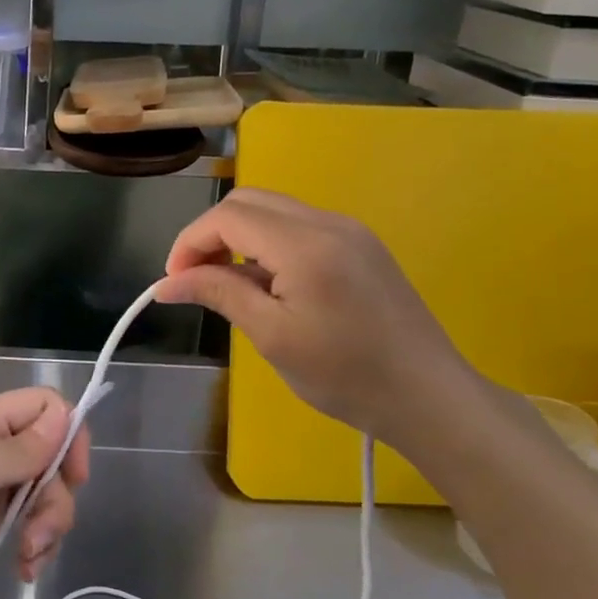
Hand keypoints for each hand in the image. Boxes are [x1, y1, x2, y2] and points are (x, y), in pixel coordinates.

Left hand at [0, 388, 88, 598]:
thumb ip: (19, 448)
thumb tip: (65, 415)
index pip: (44, 407)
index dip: (68, 435)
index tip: (73, 476)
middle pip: (51, 457)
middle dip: (56, 496)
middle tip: (38, 533)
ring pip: (43, 495)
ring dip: (48, 526)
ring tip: (27, 558)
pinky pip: (26, 528)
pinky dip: (34, 547)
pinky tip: (23, 570)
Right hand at [157, 188, 479, 447]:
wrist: (430, 396)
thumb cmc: (346, 375)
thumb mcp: (273, 337)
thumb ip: (219, 294)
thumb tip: (167, 282)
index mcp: (305, 244)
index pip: (228, 216)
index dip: (190, 242)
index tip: (173, 282)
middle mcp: (328, 222)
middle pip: (249, 201)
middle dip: (211, 233)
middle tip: (196, 279)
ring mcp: (349, 230)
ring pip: (273, 210)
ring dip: (239, 236)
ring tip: (228, 284)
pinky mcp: (361, 245)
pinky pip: (299, 225)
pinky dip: (268, 243)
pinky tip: (268, 283)